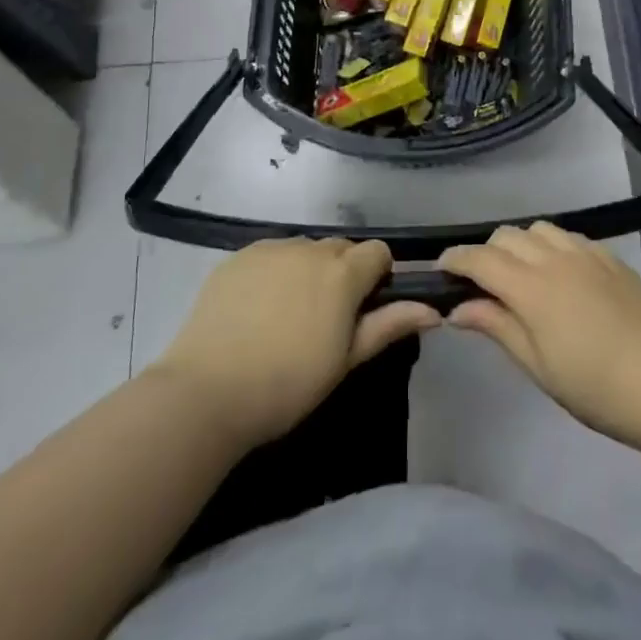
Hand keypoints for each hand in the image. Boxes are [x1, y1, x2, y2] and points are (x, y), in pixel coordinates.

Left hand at [153, 238, 439, 448]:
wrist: (207, 391)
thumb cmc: (288, 384)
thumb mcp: (345, 360)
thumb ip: (388, 326)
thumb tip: (433, 310)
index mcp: (342, 273)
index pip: (377, 252)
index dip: (377, 277)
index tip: (364, 309)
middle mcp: (309, 249)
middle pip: (340, 248)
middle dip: (343, 272)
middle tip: (326, 317)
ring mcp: (270, 249)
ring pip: (304, 249)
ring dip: (308, 269)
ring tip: (288, 313)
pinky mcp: (238, 256)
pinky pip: (270, 254)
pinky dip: (274, 271)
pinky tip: (257, 307)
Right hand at [439, 223, 640, 456]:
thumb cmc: (598, 388)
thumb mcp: (539, 366)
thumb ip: (497, 327)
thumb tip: (458, 308)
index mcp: (532, 286)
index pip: (480, 258)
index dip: (455, 259)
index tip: (440, 270)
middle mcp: (556, 258)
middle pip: (507, 236)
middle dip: (485, 253)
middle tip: (482, 286)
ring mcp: (588, 254)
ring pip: (539, 229)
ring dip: (520, 245)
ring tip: (521, 277)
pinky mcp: (613, 260)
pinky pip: (570, 236)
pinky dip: (551, 246)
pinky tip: (560, 276)